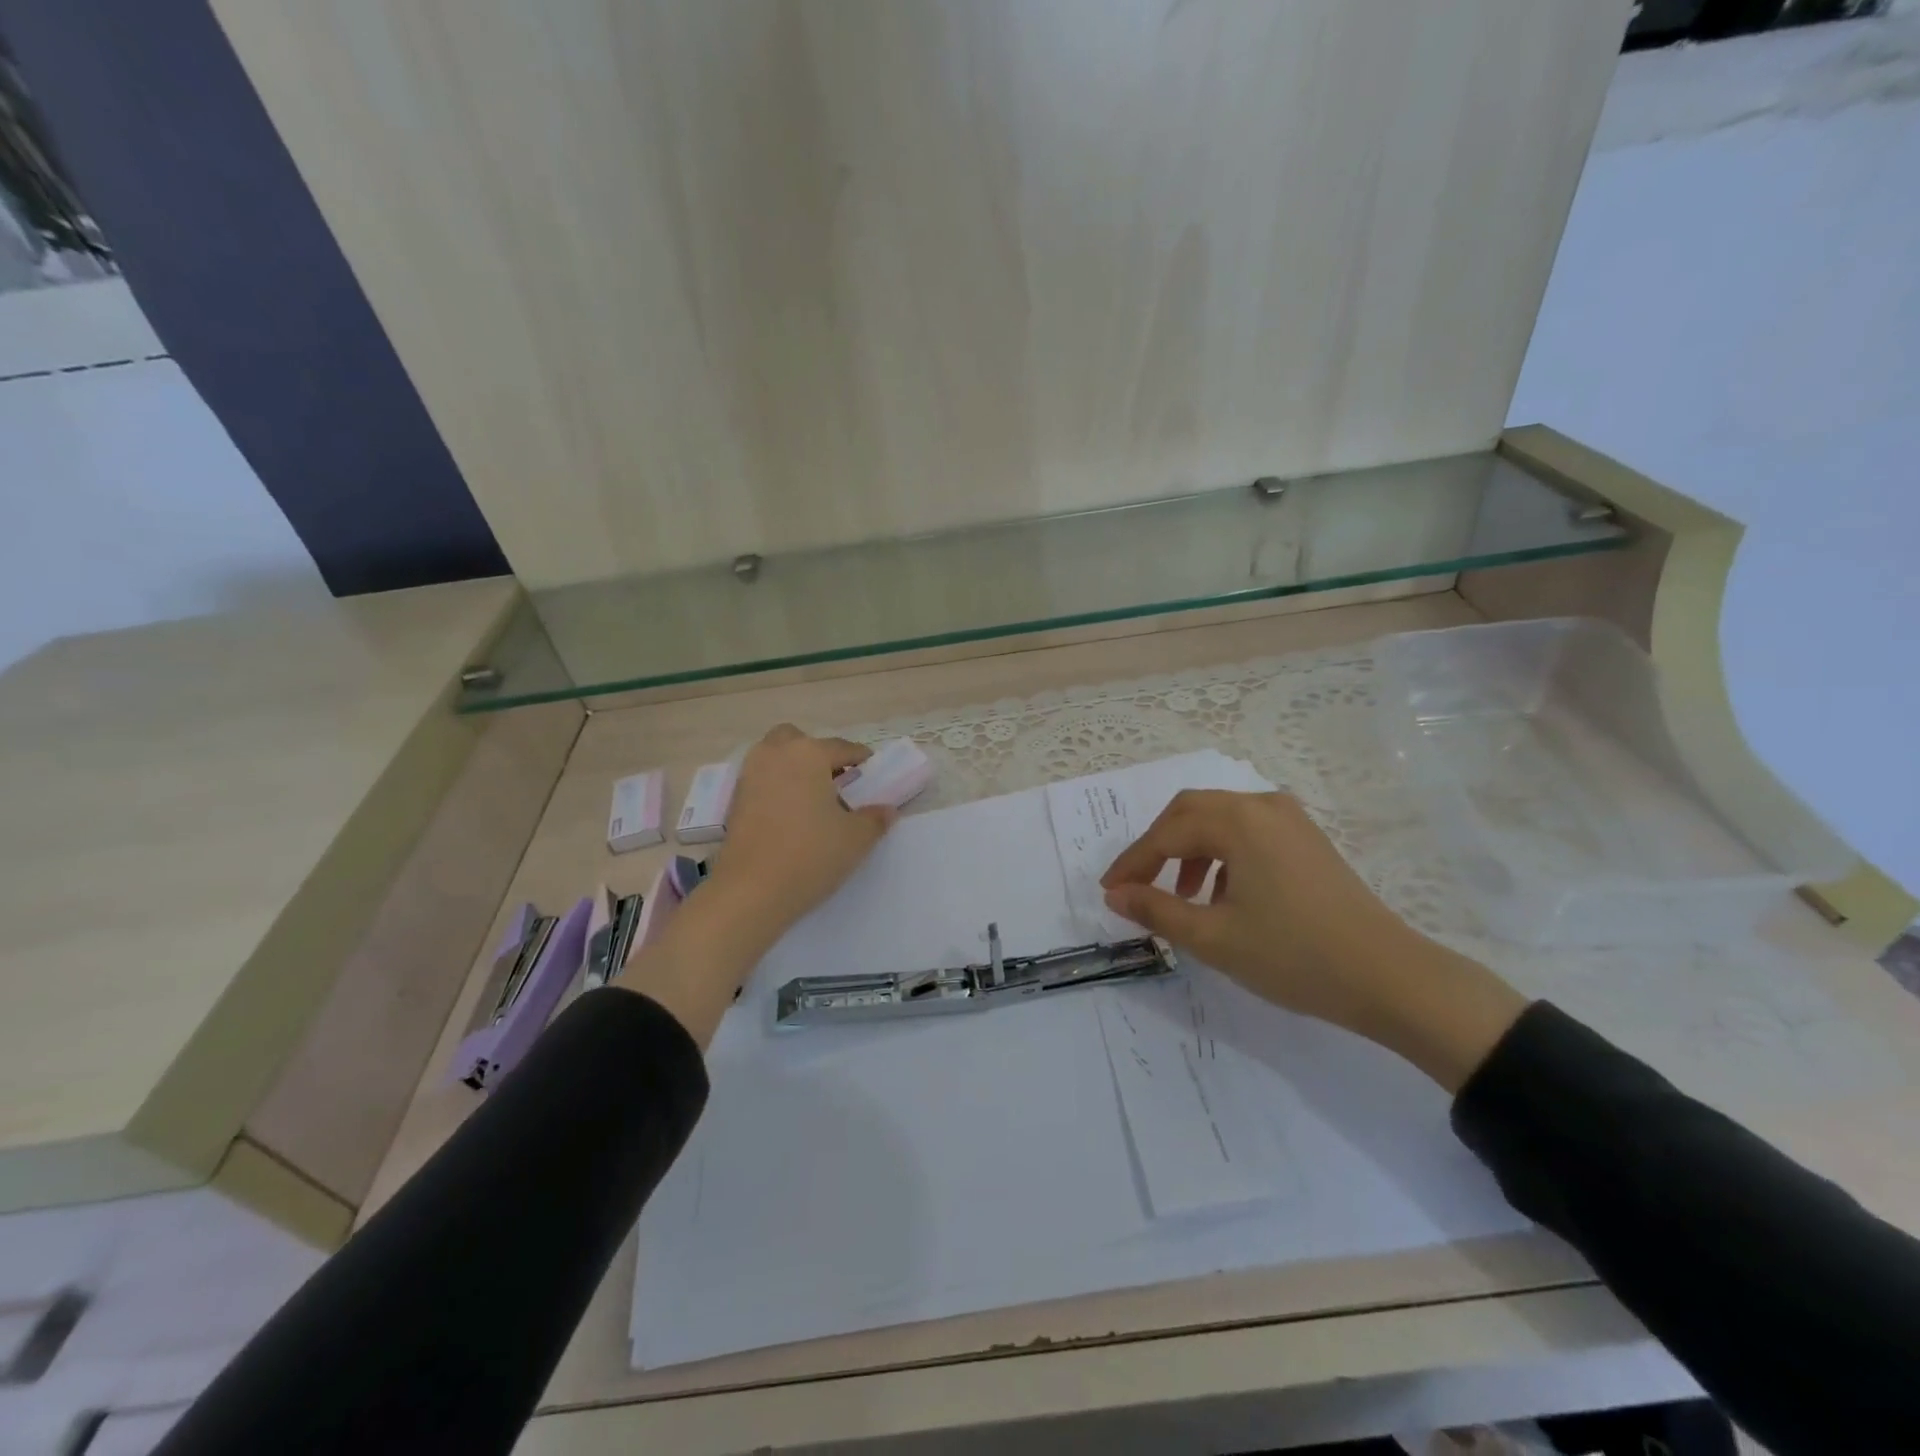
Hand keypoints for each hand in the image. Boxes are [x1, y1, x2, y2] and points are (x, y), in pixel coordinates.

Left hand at [709, 724, 897, 930]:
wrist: (750, 891)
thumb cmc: (810, 856)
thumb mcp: (856, 839)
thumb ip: (875, 819)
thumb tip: (886, 810)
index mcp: (808, 754)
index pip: (843, 748)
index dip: (862, 760)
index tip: (872, 773)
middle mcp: (776, 754)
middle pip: (799, 740)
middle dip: (817, 753)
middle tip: (835, 781)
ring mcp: (749, 775)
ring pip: (774, 757)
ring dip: (793, 768)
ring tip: (812, 799)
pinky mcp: (734, 800)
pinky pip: (761, 780)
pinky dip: (776, 787)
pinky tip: (790, 816)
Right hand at [1100, 790, 1526, 1091]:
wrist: (1390, 978)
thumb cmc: (1294, 956)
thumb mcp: (1213, 939)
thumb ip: (1156, 911)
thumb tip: (1115, 895)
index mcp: (1238, 822)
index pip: (1166, 834)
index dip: (1132, 863)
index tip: (1109, 892)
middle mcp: (1262, 806)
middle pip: (1190, 812)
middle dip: (1157, 847)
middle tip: (1137, 885)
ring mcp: (1290, 819)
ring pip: (1219, 820)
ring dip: (1189, 850)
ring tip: (1182, 897)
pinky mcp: (1307, 839)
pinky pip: (1248, 831)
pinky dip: (1221, 854)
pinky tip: (1223, 894)